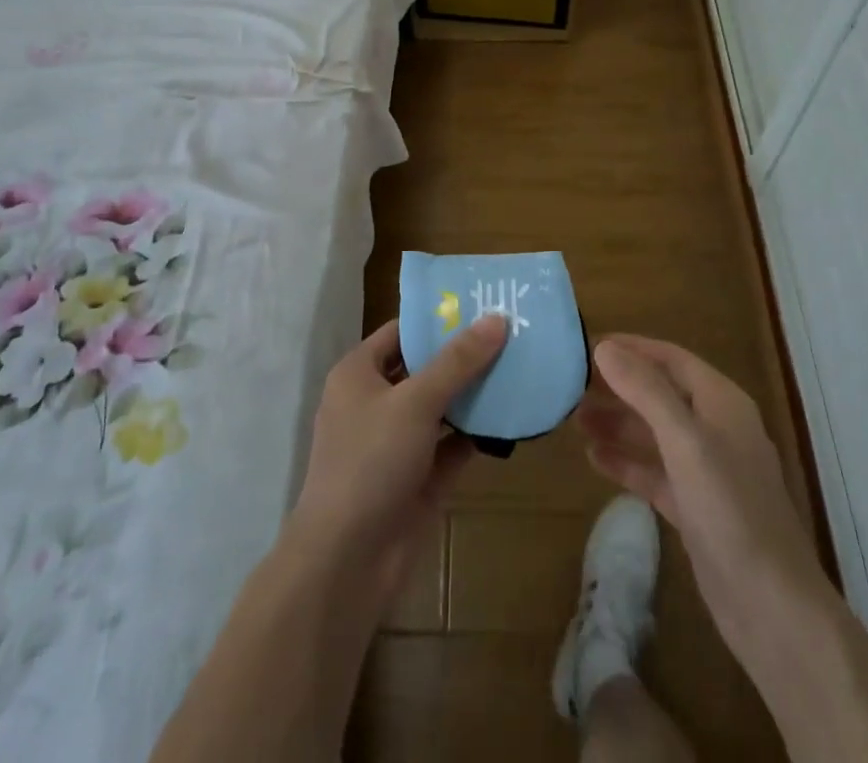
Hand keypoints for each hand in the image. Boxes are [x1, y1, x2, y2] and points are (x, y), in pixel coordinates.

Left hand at [287, 314, 507, 610]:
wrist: (347, 562)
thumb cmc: (370, 462)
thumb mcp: (415, 401)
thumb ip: (457, 361)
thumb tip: (496, 318)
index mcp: (359, 374)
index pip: (401, 332)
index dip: (438, 319)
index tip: (482, 305)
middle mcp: (375, 402)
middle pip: (425, 368)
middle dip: (464, 355)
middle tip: (512, 333)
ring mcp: (397, 443)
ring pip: (441, 407)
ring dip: (474, 393)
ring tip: (521, 366)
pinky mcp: (418, 478)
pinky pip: (452, 445)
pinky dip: (477, 433)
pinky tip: (512, 416)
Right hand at [579, 334, 828, 670]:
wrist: (772, 607)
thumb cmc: (730, 510)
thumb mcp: (685, 441)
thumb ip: (645, 391)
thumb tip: (605, 348)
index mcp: (722, 403)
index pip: (672, 359)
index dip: (633, 349)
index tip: (589, 345)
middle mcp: (716, 429)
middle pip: (662, 395)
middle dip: (620, 388)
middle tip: (573, 386)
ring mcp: (708, 472)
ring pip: (655, 434)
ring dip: (618, 424)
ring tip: (575, 420)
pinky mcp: (696, 509)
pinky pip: (655, 473)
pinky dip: (627, 463)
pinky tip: (594, 459)